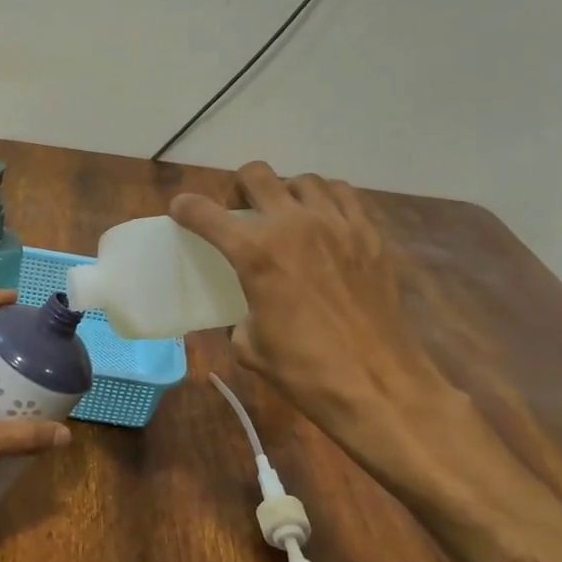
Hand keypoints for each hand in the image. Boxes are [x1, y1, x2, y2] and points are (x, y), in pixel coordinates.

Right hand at [170, 163, 462, 474]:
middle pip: (256, 175)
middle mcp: (294, 226)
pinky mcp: (370, 236)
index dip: (186, 208)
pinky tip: (325, 224)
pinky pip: (344, 196)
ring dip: (287, 192)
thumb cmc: (305, 371)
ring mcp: (338, 225)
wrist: (379, 386)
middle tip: (242, 212)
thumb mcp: (250, 346)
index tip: (182, 211)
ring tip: (288, 216)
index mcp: (255, 253)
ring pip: (304, 180)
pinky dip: (327, 201)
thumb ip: (241, 315)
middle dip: (240, 188)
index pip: (205, 213)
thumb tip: (248, 312)